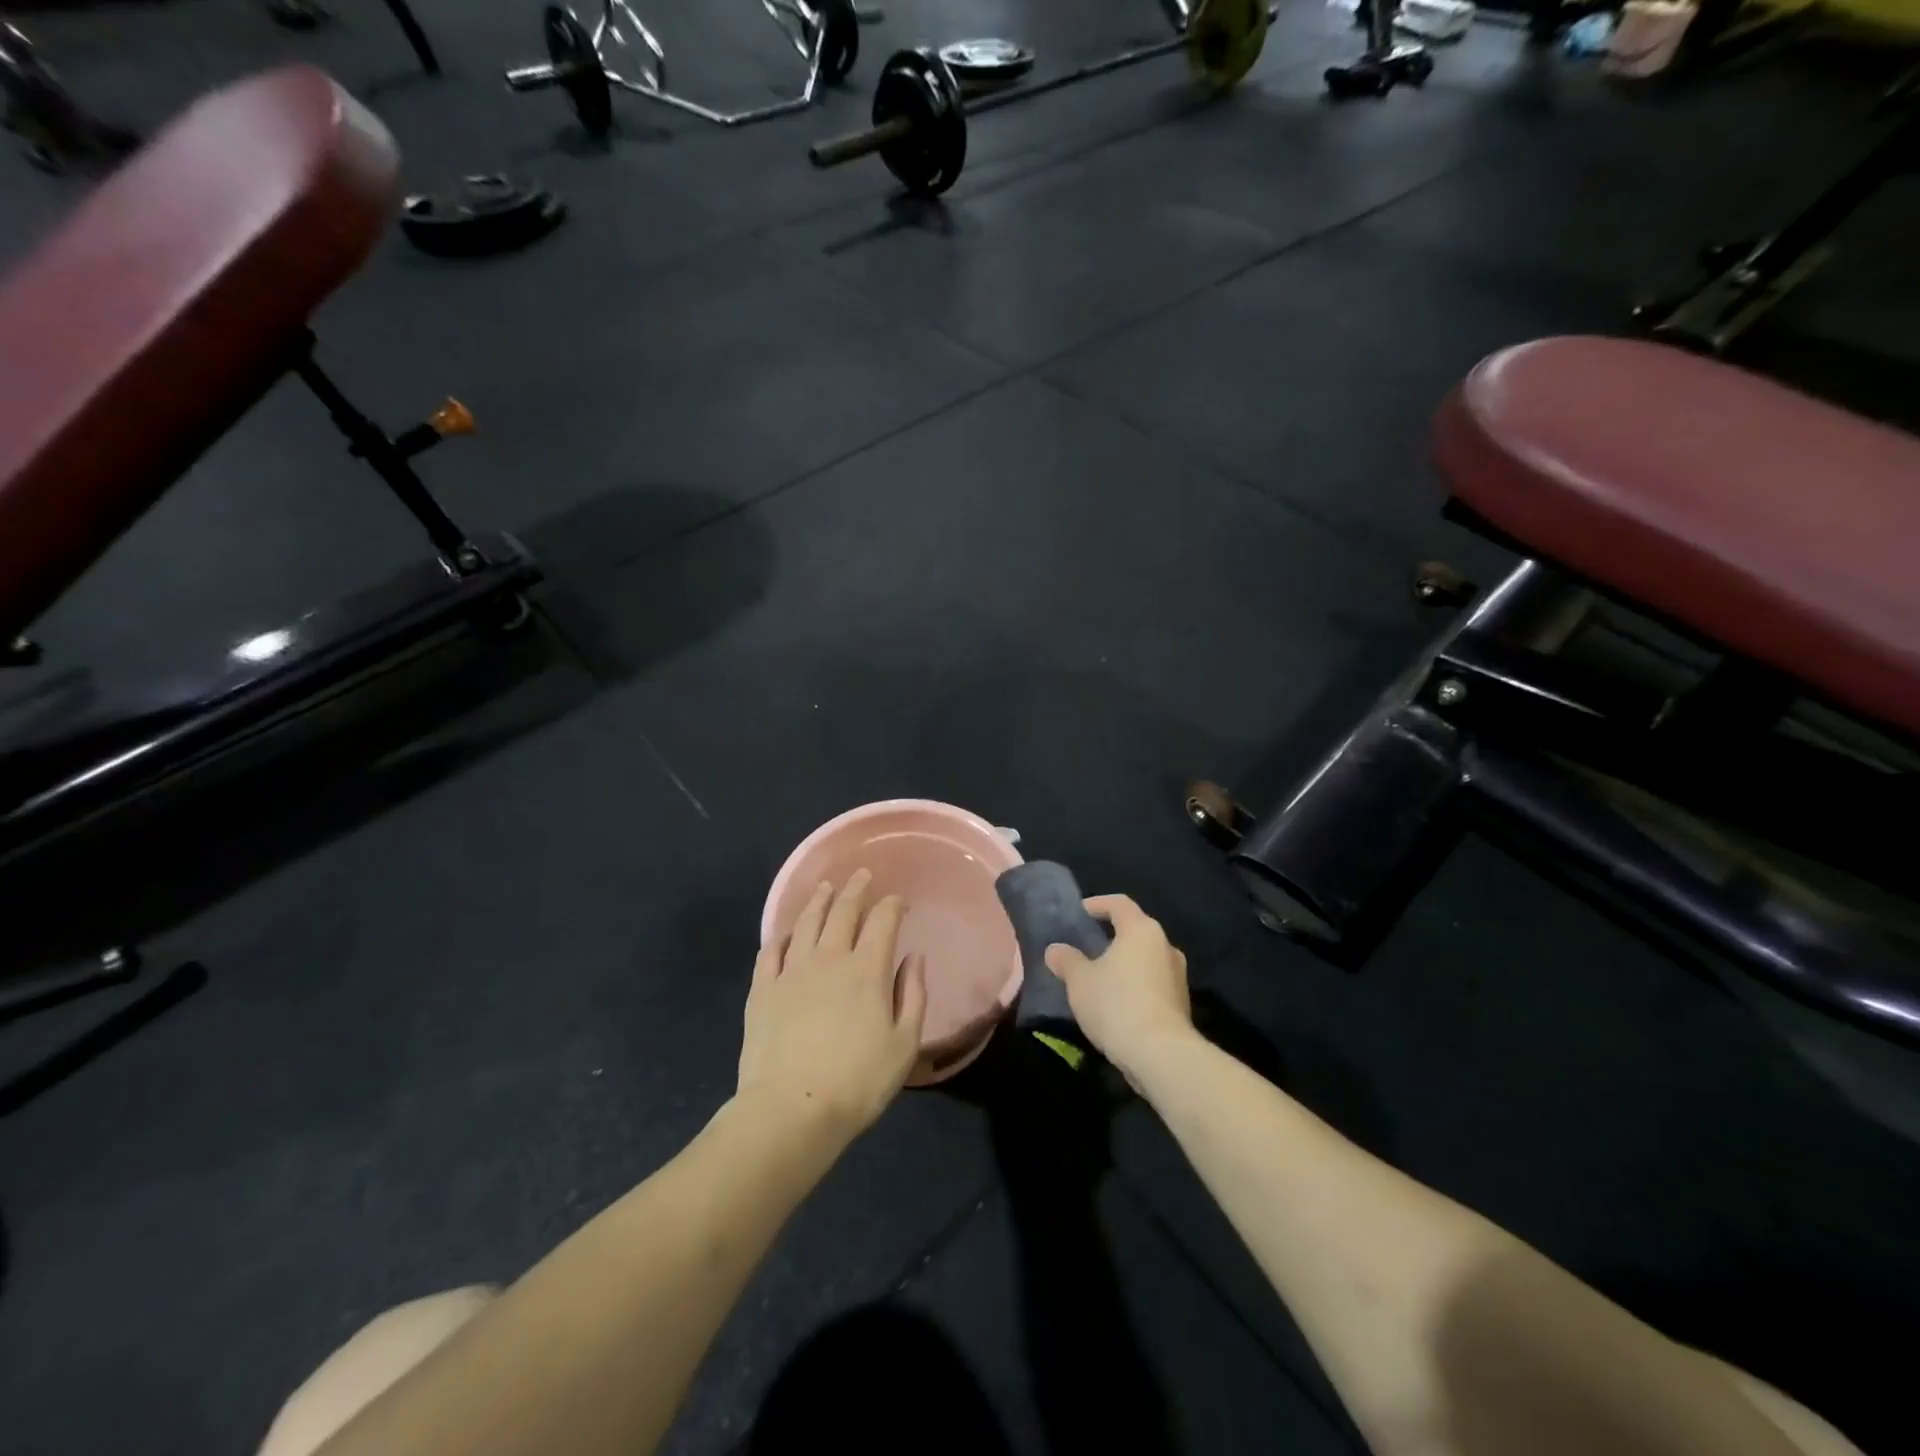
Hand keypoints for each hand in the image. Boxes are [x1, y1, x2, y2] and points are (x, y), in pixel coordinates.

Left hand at [738, 870, 927, 1139]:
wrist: (791, 1110)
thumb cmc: (858, 1081)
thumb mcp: (904, 1044)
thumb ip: (912, 995)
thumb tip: (913, 958)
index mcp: (867, 968)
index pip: (883, 920)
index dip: (892, 904)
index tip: (898, 900)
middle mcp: (829, 957)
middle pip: (843, 911)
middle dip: (856, 889)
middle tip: (862, 874)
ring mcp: (791, 970)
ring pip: (806, 922)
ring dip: (819, 900)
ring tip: (825, 887)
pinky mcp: (762, 989)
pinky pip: (771, 951)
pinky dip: (782, 935)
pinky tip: (787, 932)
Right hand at [1044, 895, 1192, 1082]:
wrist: (1160, 1054)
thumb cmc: (1116, 1004)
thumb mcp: (1080, 981)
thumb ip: (1066, 960)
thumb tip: (1055, 950)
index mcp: (1141, 930)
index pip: (1119, 904)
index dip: (1098, 904)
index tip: (1080, 912)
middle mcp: (1165, 946)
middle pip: (1136, 931)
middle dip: (1112, 936)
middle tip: (1087, 946)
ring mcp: (1177, 976)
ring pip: (1146, 959)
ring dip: (1125, 963)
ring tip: (1100, 977)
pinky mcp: (1181, 1003)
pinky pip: (1153, 983)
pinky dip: (1135, 985)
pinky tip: (1117, 1003)